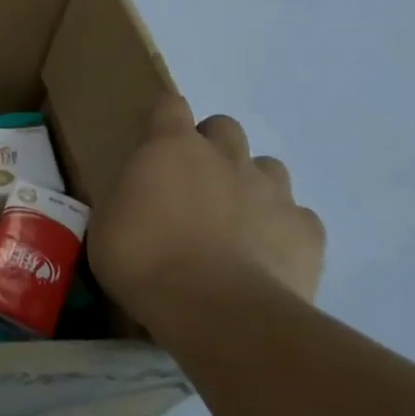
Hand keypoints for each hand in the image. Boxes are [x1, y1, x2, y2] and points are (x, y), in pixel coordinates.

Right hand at [88, 94, 323, 333]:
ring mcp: (272, 191)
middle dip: (211, 147)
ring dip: (250, 184)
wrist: (216, 309)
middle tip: (192, 185)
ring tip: (233, 221)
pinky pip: (297, 217)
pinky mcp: (307, 231)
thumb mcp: (107, 226)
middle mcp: (225, 157)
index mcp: (171, 148)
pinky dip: (282, 229)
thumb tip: (137, 202)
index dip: (163, 119)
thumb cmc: (143, 260)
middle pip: (224, 127)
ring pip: (268, 168)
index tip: (153, 141)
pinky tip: (264, 256)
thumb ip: (128, 201)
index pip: (169, 106)